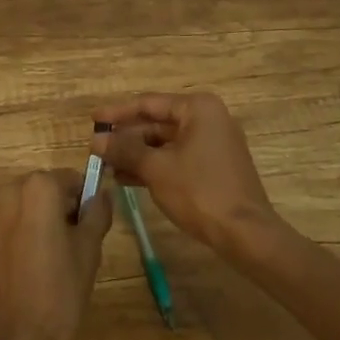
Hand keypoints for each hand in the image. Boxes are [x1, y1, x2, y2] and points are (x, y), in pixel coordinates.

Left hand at [0, 170, 111, 339]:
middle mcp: (9, 192)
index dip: (87, 201)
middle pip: (46, 190)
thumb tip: (103, 194)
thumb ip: (97, 214)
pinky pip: (12, 226)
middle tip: (80, 248)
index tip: (95, 228)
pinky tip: (36, 272)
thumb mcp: (88, 252)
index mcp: (37, 188)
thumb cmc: (57, 294)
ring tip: (59, 264)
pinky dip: (27, 237)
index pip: (71, 179)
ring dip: (45, 224)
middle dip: (64, 211)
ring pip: (29, 209)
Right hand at [94, 92, 278, 251]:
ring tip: (107, 165)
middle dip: (126, 137)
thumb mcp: (156, 168)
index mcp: (197, 108)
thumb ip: (125, 150)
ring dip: (137, 154)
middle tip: (97, 147)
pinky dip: (154, 166)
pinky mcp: (214, 168)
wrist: (246, 235)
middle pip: (157, 123)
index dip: (117, 113)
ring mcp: (213, 144)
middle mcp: (207, 119)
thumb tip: (96, 140)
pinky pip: (177, 158)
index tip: (93, 119)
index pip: (148, 104)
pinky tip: (127, 178)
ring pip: (165, 143)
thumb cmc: (199, 191)